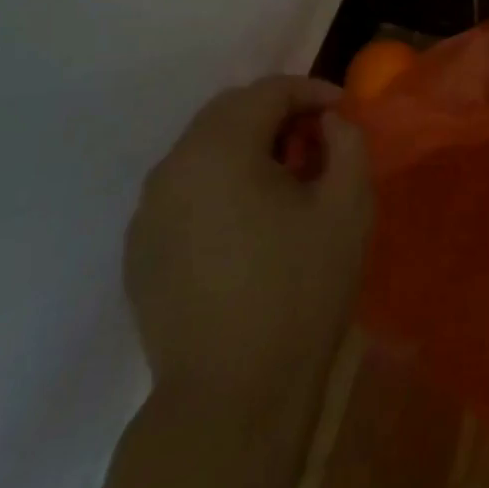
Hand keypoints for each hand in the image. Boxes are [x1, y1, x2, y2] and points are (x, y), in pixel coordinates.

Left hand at [124, 76, 371, 411]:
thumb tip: (329, 124)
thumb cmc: (299, 291)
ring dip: (248, 149)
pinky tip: (250, 224)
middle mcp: (171, 170)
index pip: (267, 91)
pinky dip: (220, 184)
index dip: (311, 91)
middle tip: (318, 144)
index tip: (344, 112)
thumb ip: (348, 143)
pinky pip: (185, 191)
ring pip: (202, 151)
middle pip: (228, 113)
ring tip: (287, 184)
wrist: (231, 396)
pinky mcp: (140, 251)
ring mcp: (147, 213)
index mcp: (218, 151)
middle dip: (278, 116)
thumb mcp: (348, 205)